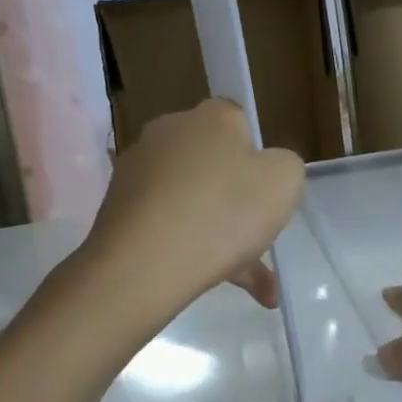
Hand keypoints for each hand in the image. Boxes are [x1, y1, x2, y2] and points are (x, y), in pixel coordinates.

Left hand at [86, 99, 303, 311]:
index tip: (264, 194)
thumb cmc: (223, 212)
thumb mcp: (284, 181)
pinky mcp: (116, 208)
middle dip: (234, 200)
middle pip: (212, 163)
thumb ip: (285, 165)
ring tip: (248, 284)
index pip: (239, 124)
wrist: (143, 265)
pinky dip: (188, 249)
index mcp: (211, 116)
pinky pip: (165, 225)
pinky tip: (214, 285)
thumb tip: (268, 168)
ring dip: (217, 235)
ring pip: (190, 201)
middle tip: (256, 239)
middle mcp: (169, 132)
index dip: (257, 159)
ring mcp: (136, 170)